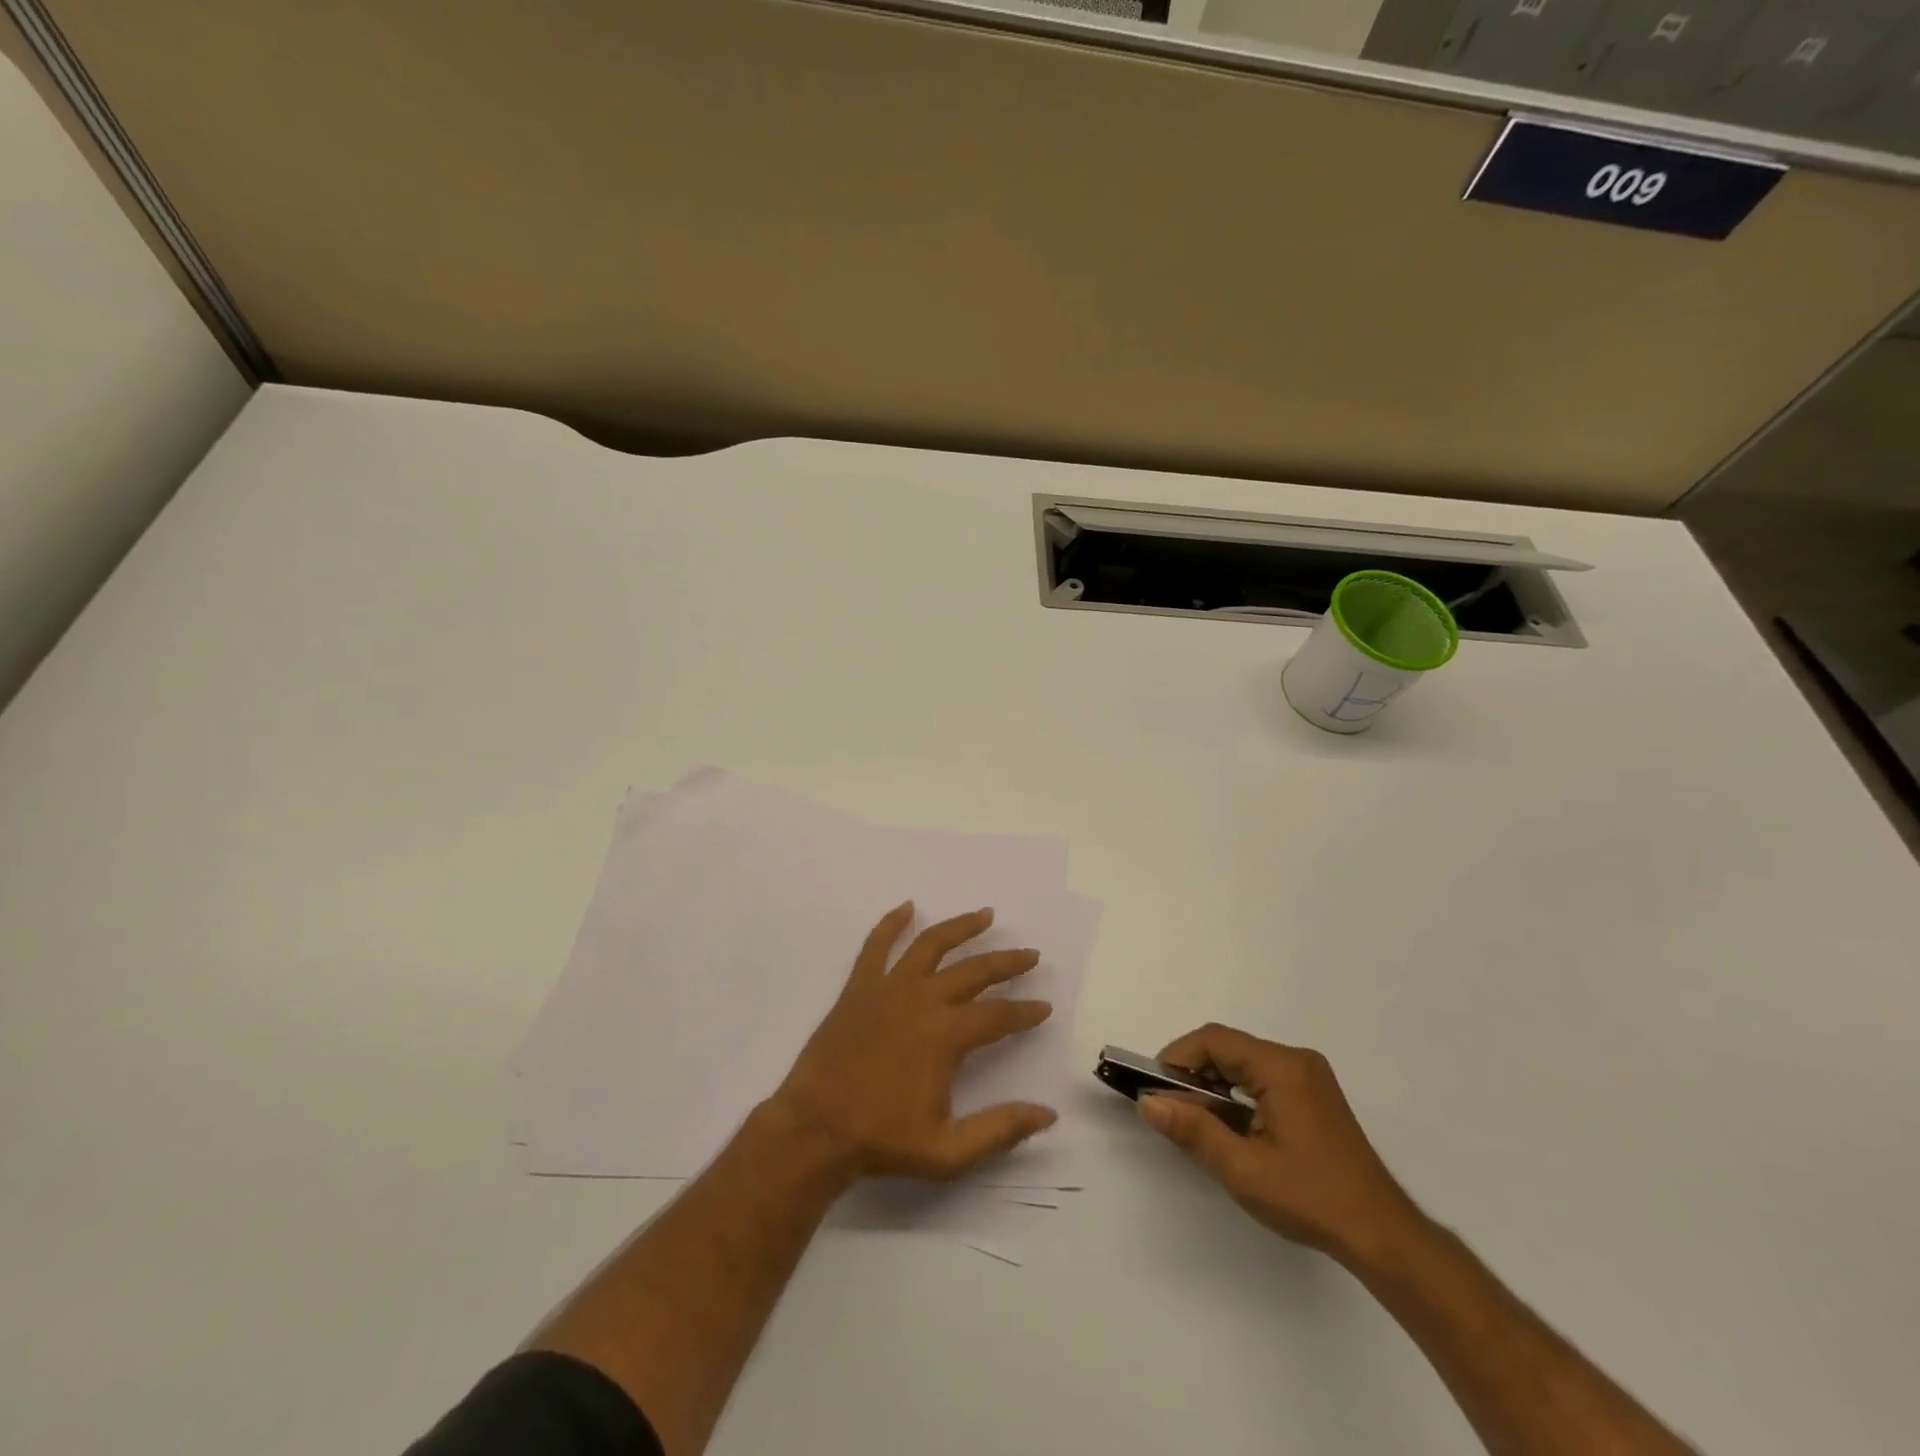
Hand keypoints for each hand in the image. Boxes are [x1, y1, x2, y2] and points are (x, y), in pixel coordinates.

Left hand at [768, 903, 1057, 1182]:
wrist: (815, 1129)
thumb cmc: (882, 1140)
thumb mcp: (948, 1151)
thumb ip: (1000, 1129)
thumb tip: (1048, 1114)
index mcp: (946, 1035)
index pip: (998, 1015)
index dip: (1025, 1011)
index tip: (1044, 1007)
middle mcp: (922, 1000)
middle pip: (974, 971)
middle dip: (1006, 962)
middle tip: (1031, 955)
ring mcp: (888, 988)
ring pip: (931, 945)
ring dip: (961, 927)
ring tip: (985, 914)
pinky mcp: (859, 987)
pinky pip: (876, 946)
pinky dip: (892, 923)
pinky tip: (907, 907)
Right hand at [1138, 1024, 1422, 1267]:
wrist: (1382, 1235)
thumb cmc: (1311, 1198)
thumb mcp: (1243, 1169)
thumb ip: (1193, 1130)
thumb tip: (1148, 1103)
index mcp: (1281, 1067)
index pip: (1215, 1040)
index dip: (1178, 1058)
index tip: (1156, 1089)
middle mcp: (1296, 1060)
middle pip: (1229, 1048)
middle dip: (1194, 1073)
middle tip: (1171, 1108)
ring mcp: (1309, 1076)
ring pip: (1245, 1062)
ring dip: (1214, 1083)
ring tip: (1196, 1120)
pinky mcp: (1314, 1094)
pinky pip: (1262, 1076)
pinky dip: (1237, 1092)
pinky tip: (1229, 1125)